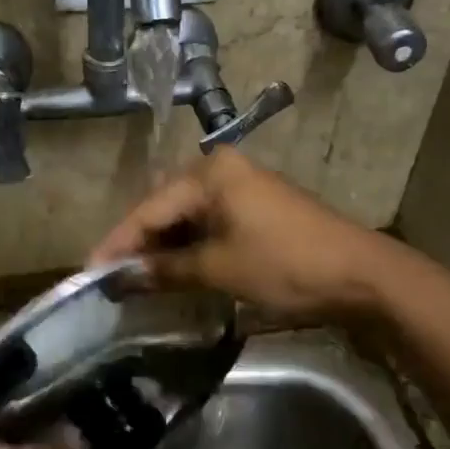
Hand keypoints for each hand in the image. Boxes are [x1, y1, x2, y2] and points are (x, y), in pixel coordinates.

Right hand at [88, 146, 398, 320]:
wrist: (360, 274)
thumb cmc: (285, 265)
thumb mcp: (219, 269)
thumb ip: (166, 269)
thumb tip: (122, 277)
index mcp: (210, 173)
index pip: (148, 209)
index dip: (117, 244)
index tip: (88, 274)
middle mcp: (222, 169)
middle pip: (164, 208)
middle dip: (138, 244)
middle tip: (110, 278)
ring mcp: (241, 187)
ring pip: (186, 217)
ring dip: (163, 247)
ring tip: (134, 279)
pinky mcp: (255, 208)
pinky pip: (208, 223)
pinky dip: (189, 246)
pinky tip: (173, 269)